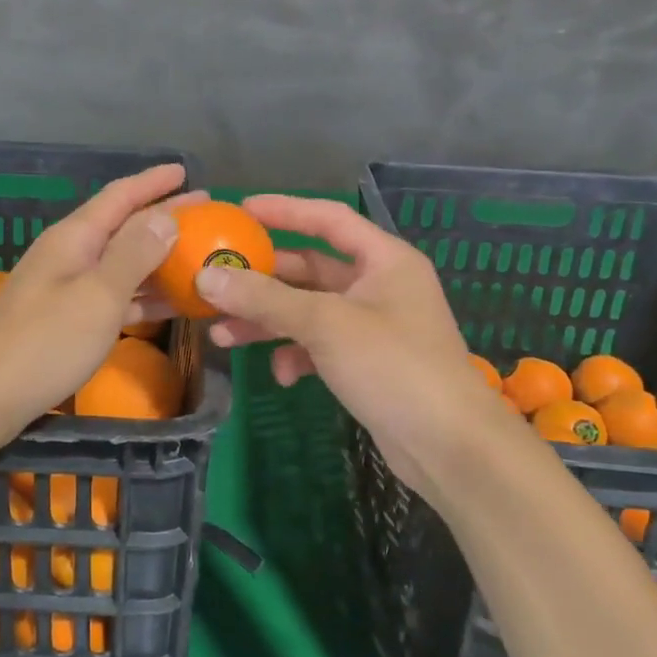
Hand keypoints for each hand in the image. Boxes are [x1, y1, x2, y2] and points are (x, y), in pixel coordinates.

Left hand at [0, 164, 200, 441]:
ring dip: (156, 260)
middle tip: (205, 217)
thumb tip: (165, 216)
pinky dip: (140, 296)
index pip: (119, 196)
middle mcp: (68, 256)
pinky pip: (111, 297)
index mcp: (74, 238)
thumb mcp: (98, 296)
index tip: (185, 172)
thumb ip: (133, 255)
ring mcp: (63, 290)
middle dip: (161, 219)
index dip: (153, 182)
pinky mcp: (62, 322)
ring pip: (119, 264)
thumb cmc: (44, 342)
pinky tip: (166, 304)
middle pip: (121, 227)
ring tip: (196, 259)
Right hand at [197, 195, 532, 509]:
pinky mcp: (366, 363)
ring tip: (223, 336)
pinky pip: (319, 346)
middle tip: (216, 284)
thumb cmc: (394, 366)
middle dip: (263, 280)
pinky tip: (281, 376)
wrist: (450, 446)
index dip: (284, 210)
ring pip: (308, 311)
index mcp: (384, 260)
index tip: (239, 211)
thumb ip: (265, 299)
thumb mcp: (325, 324)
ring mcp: (373, 326)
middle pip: (310, 269)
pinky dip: (296, 355)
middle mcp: (379, 285)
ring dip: (268, 321)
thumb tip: (206, 278)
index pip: (328, 219)